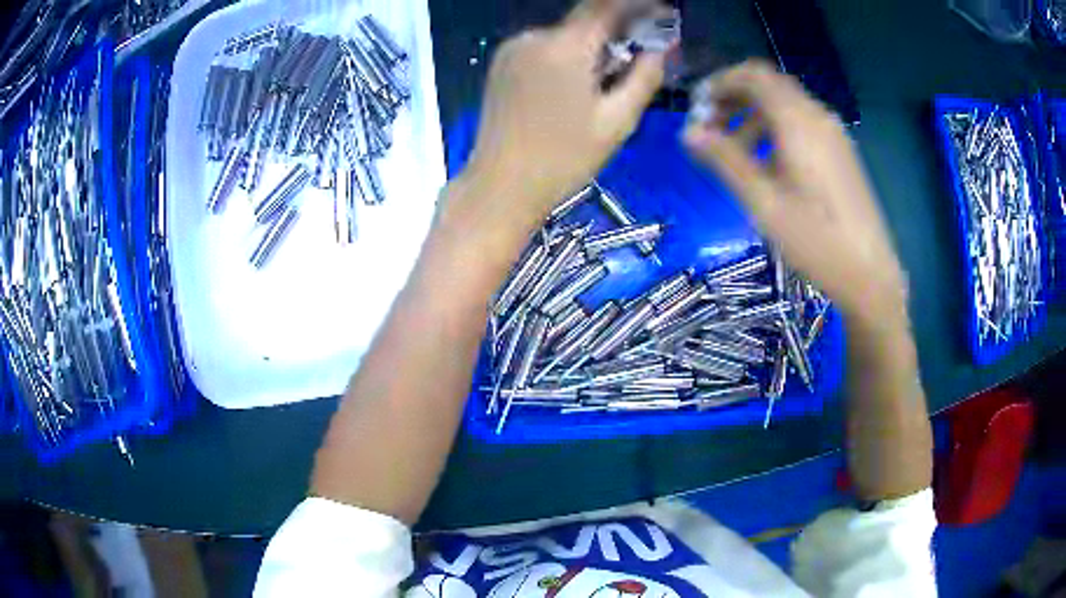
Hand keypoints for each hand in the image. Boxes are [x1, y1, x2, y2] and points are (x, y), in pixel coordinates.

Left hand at [457, 0, 670, 233]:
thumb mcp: (617, 122)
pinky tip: (575, 83)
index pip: (605, 4)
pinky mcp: (501, 62)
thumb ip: (645, 77)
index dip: (637, 4)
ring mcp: (512, 48)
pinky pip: (544, 45)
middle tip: (641, 53)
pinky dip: (568, 53)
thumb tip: (661, 48)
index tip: (660, 12)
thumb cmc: (564, 159)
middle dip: (617, 29)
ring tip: (607, 78)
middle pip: (585, 19)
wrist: (501, 185)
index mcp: (564, 47)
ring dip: (592, 44)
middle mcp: (533, 37)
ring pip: (565, 33)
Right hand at [683, 61, 907, 327]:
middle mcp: (818, 117)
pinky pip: (802, 123)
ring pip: (786, 105)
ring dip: (754, 115)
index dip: (720, 83)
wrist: (869, 274)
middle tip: (711, 127)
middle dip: (735, 97)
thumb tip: (688, 132)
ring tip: (735, 152)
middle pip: (769, 86)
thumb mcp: (764, 202)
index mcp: (798, 122)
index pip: (753, 76)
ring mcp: (833, 134)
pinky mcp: (841, 152)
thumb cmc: (815, 240)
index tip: (697, 106)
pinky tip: (768, 164)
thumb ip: (725, 160)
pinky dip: (776, 129)